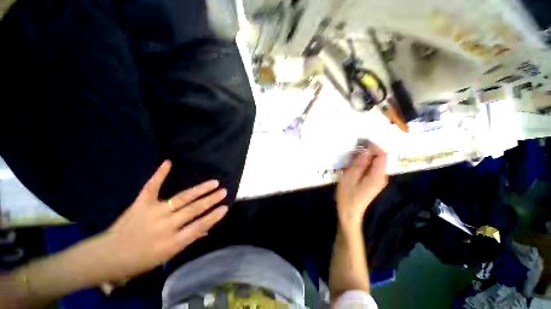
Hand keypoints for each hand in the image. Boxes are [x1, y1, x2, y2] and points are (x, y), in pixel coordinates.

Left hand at [100, 161, 227, 279]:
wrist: (107, 256)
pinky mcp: (140, 204)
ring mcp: (153, 213)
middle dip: (211, 200)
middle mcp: (165, 226)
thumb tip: (207, 229)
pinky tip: (168, 162)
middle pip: (193, 210)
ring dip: (200, 189)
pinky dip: (160, 174)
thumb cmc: (140, 260)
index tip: (225, 207)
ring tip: (214, 183)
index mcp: (172, 242)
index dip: (213, 216)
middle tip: (223, 191)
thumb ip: (188, 240)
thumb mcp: (167, 255)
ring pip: (182, 198)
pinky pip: (152, 187)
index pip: (199, 226)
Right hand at [336, 143, 387, 227]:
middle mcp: (381, 177)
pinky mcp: (373, 182)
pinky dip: (364, 163)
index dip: (374, 146)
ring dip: (365, 157)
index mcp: (377, 176)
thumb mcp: (350, 178)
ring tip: (352, 155)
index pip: (382, 155)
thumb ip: (359, 164)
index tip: (362, 141)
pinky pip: (371, 168)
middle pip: (380, 158)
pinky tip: (354, 164)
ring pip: (375, 163)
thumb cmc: (347, 196)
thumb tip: (366, 150)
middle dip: (369, 151)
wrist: (349, 213)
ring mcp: (378, 180)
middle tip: (354, 148)